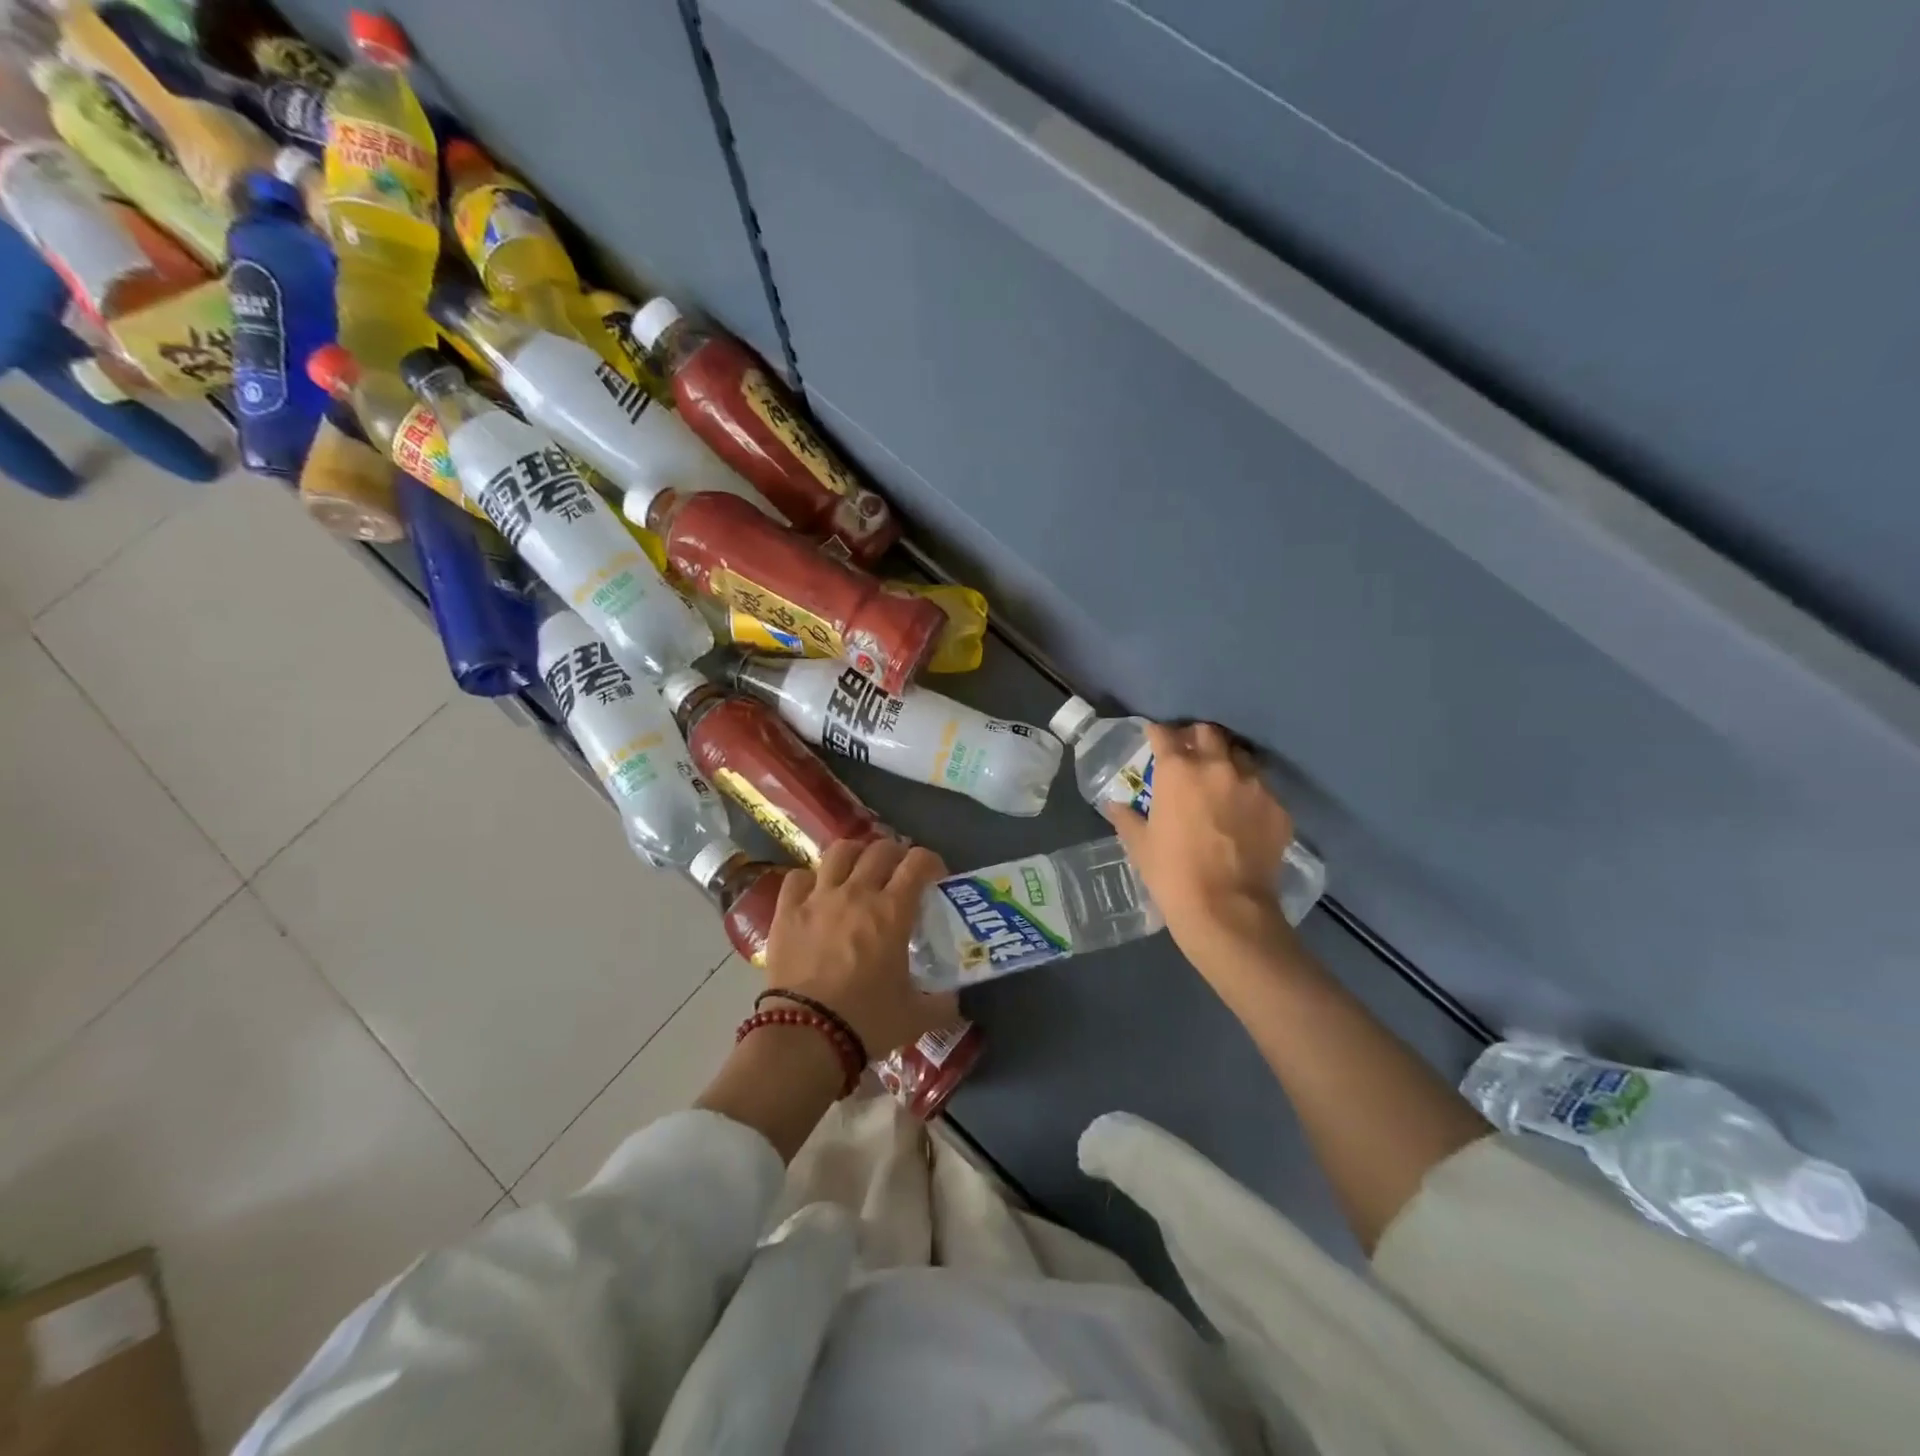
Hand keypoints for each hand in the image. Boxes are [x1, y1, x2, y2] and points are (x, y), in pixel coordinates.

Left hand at [763, 838, 952, 1055]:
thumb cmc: (867, 1021)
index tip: (935, 878)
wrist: (806, 1036)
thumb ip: (942, 1003)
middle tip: (899, 874)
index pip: (918, 862)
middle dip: (896, 854)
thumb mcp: (916, 1016)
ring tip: (858, 871)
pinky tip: (814, 893)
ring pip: (839, 852)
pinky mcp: (787, 912)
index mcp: (892, 911)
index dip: (931, 862)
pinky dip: (809, 879)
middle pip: (880, 850)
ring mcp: (818, 898)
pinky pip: (797, 877)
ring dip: (855, 855)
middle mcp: (857, 893)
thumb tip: (954, 999)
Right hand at [1106, 722, 1295, 965]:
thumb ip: (1127, 818)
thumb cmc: (1172, 874)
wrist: (1227, 910)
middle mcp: (1218, 767)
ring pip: (1241, 756)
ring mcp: (1254, 785)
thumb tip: (1114, 805)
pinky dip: (1249, 793)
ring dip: (1227, 761)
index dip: (1157, 733)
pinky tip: (1243, 813)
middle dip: (1196, 737)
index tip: (1153, 738)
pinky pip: (1263, 789)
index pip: (1165, 734)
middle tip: (1189, 753)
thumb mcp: (1140, 845)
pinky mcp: (1278, 808)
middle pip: (1209, 733)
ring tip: (1220, 780)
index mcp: (1178, 771)